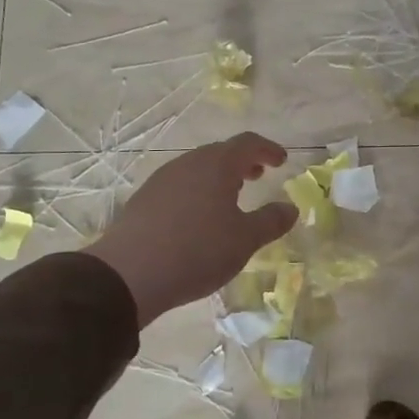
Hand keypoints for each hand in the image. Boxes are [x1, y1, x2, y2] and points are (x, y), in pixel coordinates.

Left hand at [88, 133, 296, 326]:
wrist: (128, 275)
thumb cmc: (198, 250)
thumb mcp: (245, 240)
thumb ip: (271, 221)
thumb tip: (290, 208)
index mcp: (216, 165)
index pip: (248, 143)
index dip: (268, 149)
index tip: (281, 160)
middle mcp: (188, 164)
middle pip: (220, 153)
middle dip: (242, 162)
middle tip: (258, 175)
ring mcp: (162, 180)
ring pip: (198, 169)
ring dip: (219, 177)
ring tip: (231, 197)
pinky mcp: (144, 201)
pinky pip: (180, 186)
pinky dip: (198, 192)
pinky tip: (200, 217)